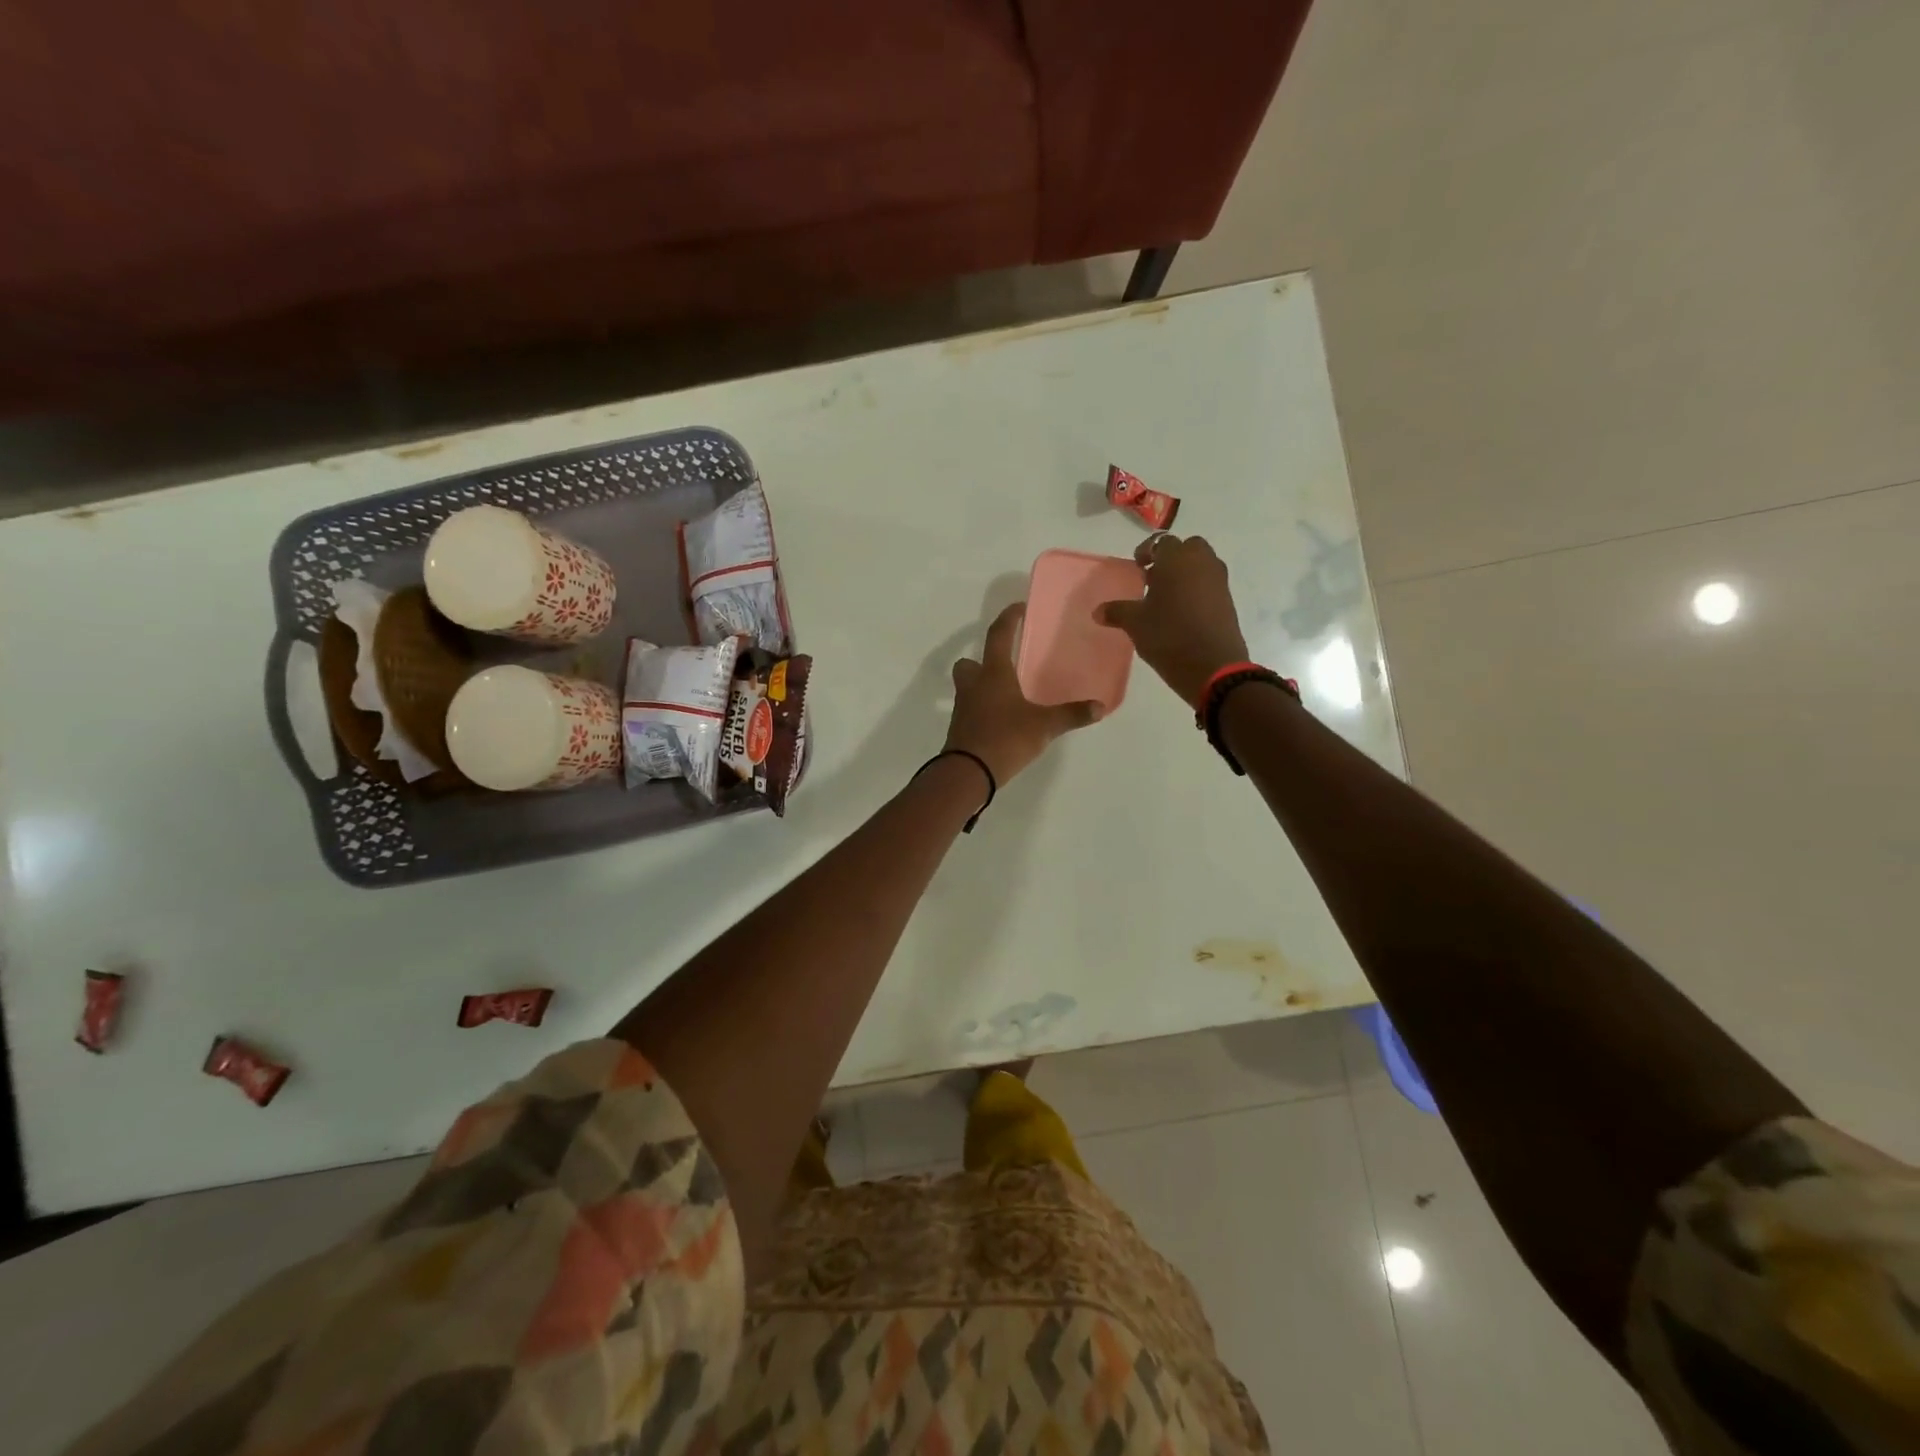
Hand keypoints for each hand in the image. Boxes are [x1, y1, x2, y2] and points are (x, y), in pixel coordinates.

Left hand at [945, 603, 1100, 783]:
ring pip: (967, 686)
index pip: (998, 635)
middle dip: (982, 660)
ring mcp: (964, 708)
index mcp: (994, 674)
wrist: (968, 772)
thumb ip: (1071, 714)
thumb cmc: (1005, 738)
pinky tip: (1000, 719)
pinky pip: (970, 709)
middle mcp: (974, 685)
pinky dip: (982, 709)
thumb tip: (1100, 706)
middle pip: (969, 663)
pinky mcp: (960, 728)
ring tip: (1005, 694)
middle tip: (1003, 664)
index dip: (1008, 619)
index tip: (1018, 608)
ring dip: (981, 685)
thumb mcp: (1044, 726)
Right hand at [1098, 534, 1249, 705]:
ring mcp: (1218, 580)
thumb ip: (1117, 612)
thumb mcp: (1136, 624)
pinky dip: (1197, 588)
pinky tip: (1183, 611)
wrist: (1213, 666)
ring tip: (1168, 596)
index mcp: (1176, 559)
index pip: (1161, 542)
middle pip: (1187, 547)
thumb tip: (1098, 611)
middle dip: (1171, 557)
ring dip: (1186, 572)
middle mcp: (1201, 562)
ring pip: (1202, 564)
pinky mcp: (1228, 599)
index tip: (1138, 567)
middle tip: (1155, 578)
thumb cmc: (1168, 636)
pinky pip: (1210, 583)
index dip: (1147, 552)